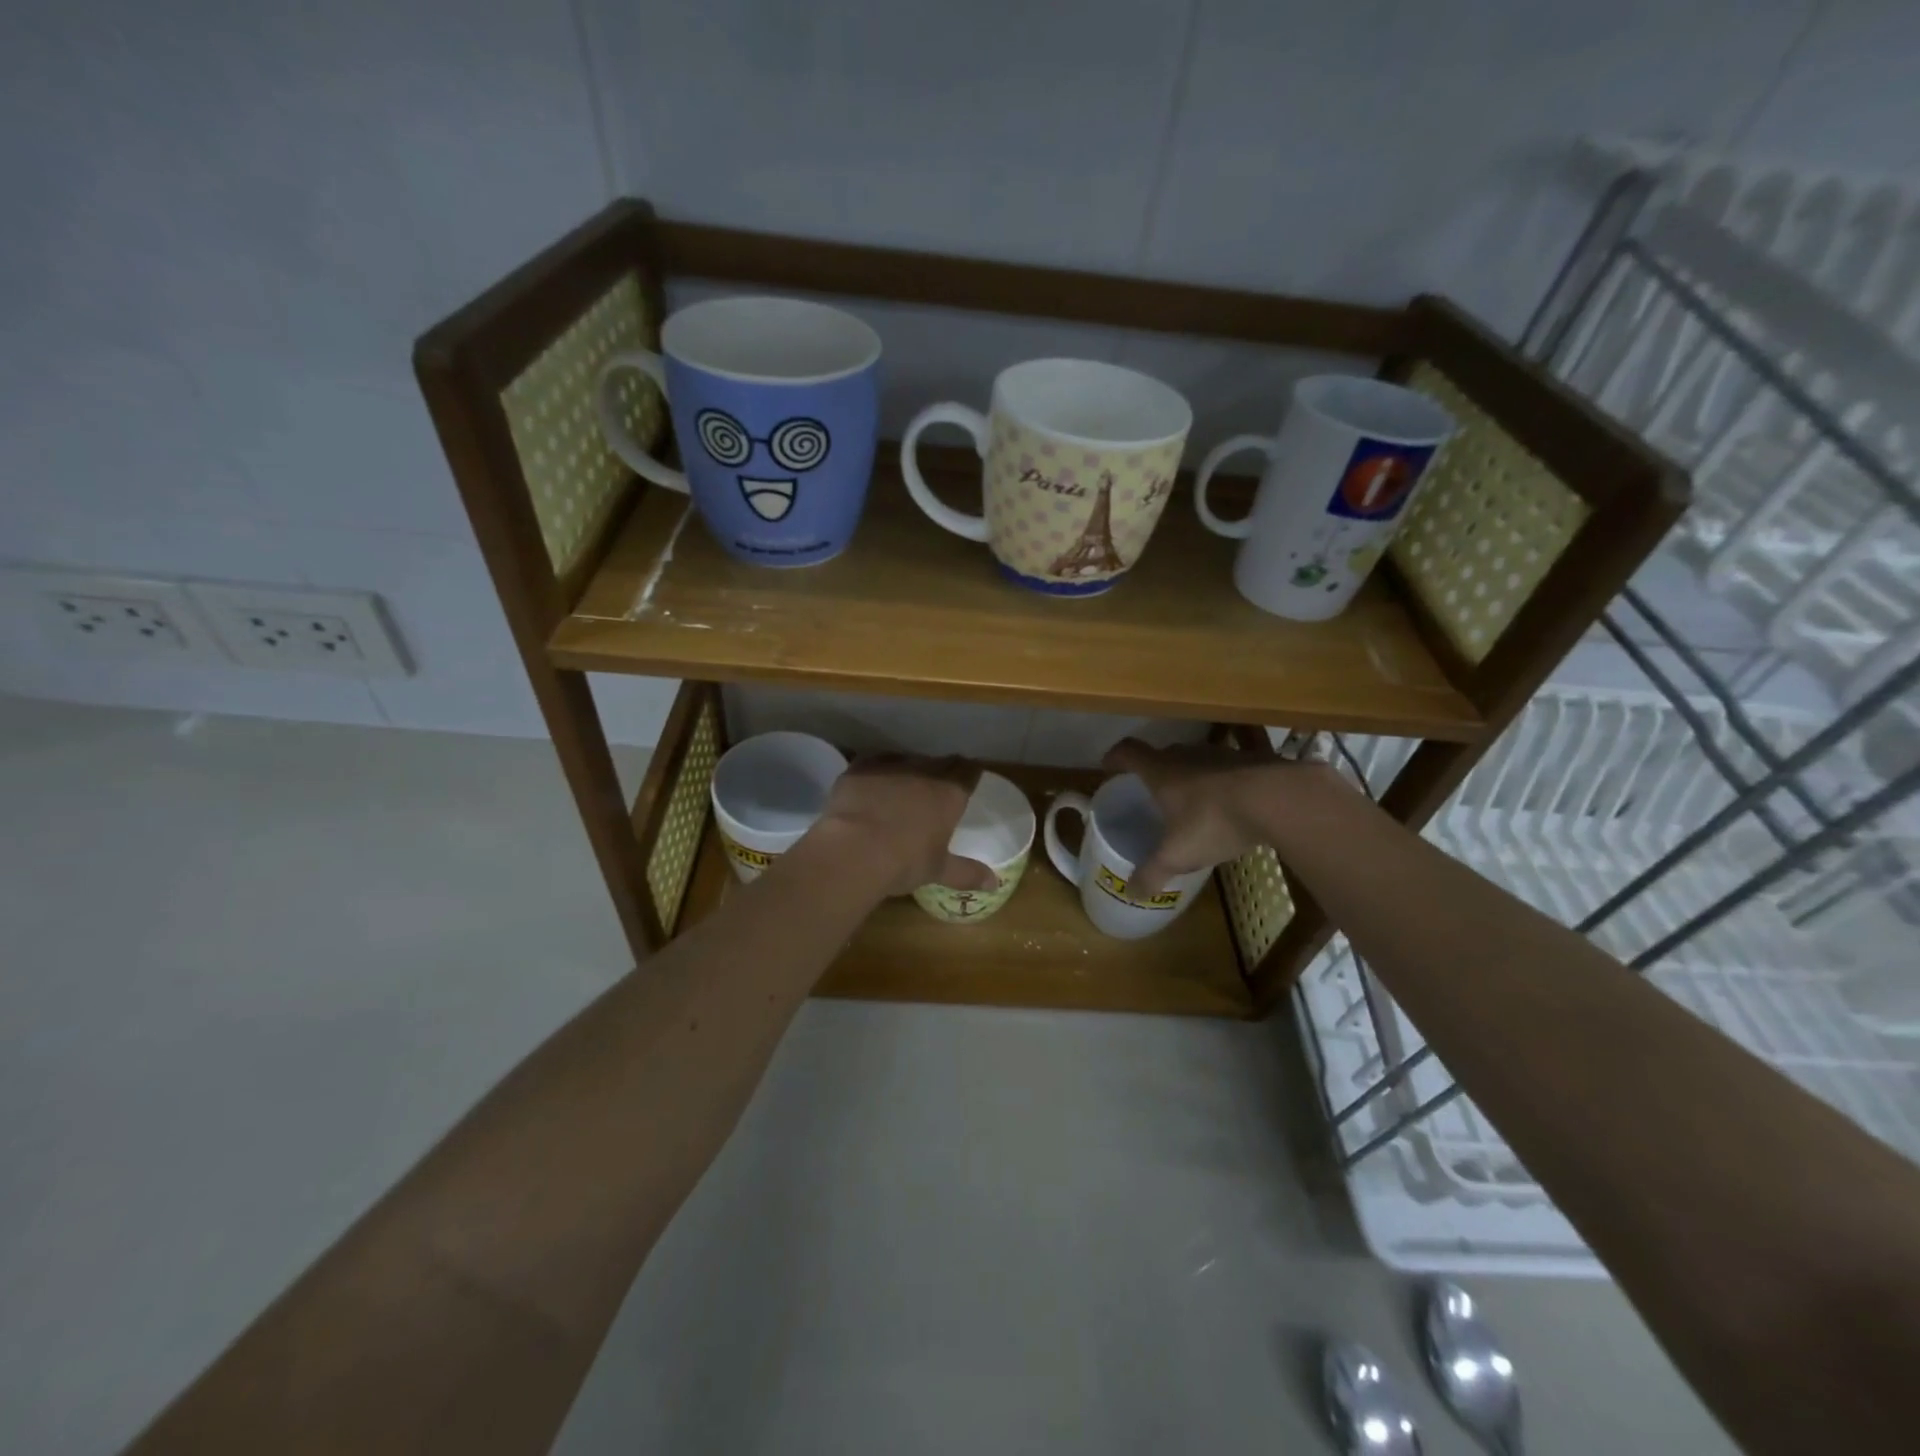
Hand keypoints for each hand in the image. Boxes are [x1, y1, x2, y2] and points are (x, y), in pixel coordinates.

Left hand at [808, 754, 996, 897]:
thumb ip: (967, 873)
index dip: (971, 773)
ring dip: (909, 770)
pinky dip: (877, 773)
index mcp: (948, 794)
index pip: (968, 771)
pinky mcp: (859, 769)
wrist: (853, 851)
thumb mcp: (938, 871)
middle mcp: (922, 772)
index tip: (971, 778)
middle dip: (942, 771)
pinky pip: (874, 763)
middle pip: (939, 762)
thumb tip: (994, 883)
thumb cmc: (904, 862)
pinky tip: (872, 786)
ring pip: (906, 760)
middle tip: (939, 786)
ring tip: (904, 786)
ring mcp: (889, 767)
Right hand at [1101, 737, 1347, 897]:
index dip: (1115, 757)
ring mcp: (1222, 754)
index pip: (1128, 752)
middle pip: (1163, 754)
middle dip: (1154, 770)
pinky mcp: (1252, 760)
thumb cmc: (1213, 821)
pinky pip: (1227, 768)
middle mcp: (1187, 755)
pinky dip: (1222, 782)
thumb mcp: (1178, 855)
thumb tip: (1131, 893)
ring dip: (1190, 775)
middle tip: (1151, 791)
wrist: (1278, 799)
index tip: (1109, 766)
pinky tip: (1230, 803)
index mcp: (1161, 771)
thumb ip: (1152, 873)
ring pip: (1197, 759)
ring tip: (1190, 800)